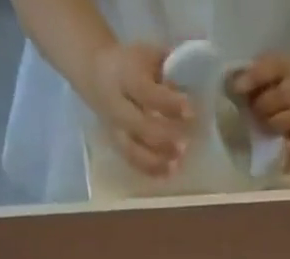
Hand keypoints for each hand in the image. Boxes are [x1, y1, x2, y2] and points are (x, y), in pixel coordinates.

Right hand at [86, 41, 191, 177]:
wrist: (97, 76)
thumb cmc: (131, 65)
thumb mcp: (148, 56)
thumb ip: (168, 68)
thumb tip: (192, 81)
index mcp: (124, 76)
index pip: (147, 92)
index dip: (169, 104)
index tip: (190, 111)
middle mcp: (117, 106)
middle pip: (141, 127)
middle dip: (165, 136)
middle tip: (187, 142)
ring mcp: (115, 129)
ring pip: (135, 151)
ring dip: (158, 160)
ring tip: (178, 162)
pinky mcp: (117, 145)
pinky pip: (133, 162)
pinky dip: (151, 169)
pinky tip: (169, 171)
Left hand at [233, 53, 289, 165]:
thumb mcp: (281, 64)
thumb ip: (259, 76)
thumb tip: (233, 88)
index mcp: (288, 66)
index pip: (267, 70)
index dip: (249, 80)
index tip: (235, 88)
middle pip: (271, 101)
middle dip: (259, 108)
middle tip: (257, 112)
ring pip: (280, 123)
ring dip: (270, 126)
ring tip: (270, 126)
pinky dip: (289, 152)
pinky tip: (282, 151)